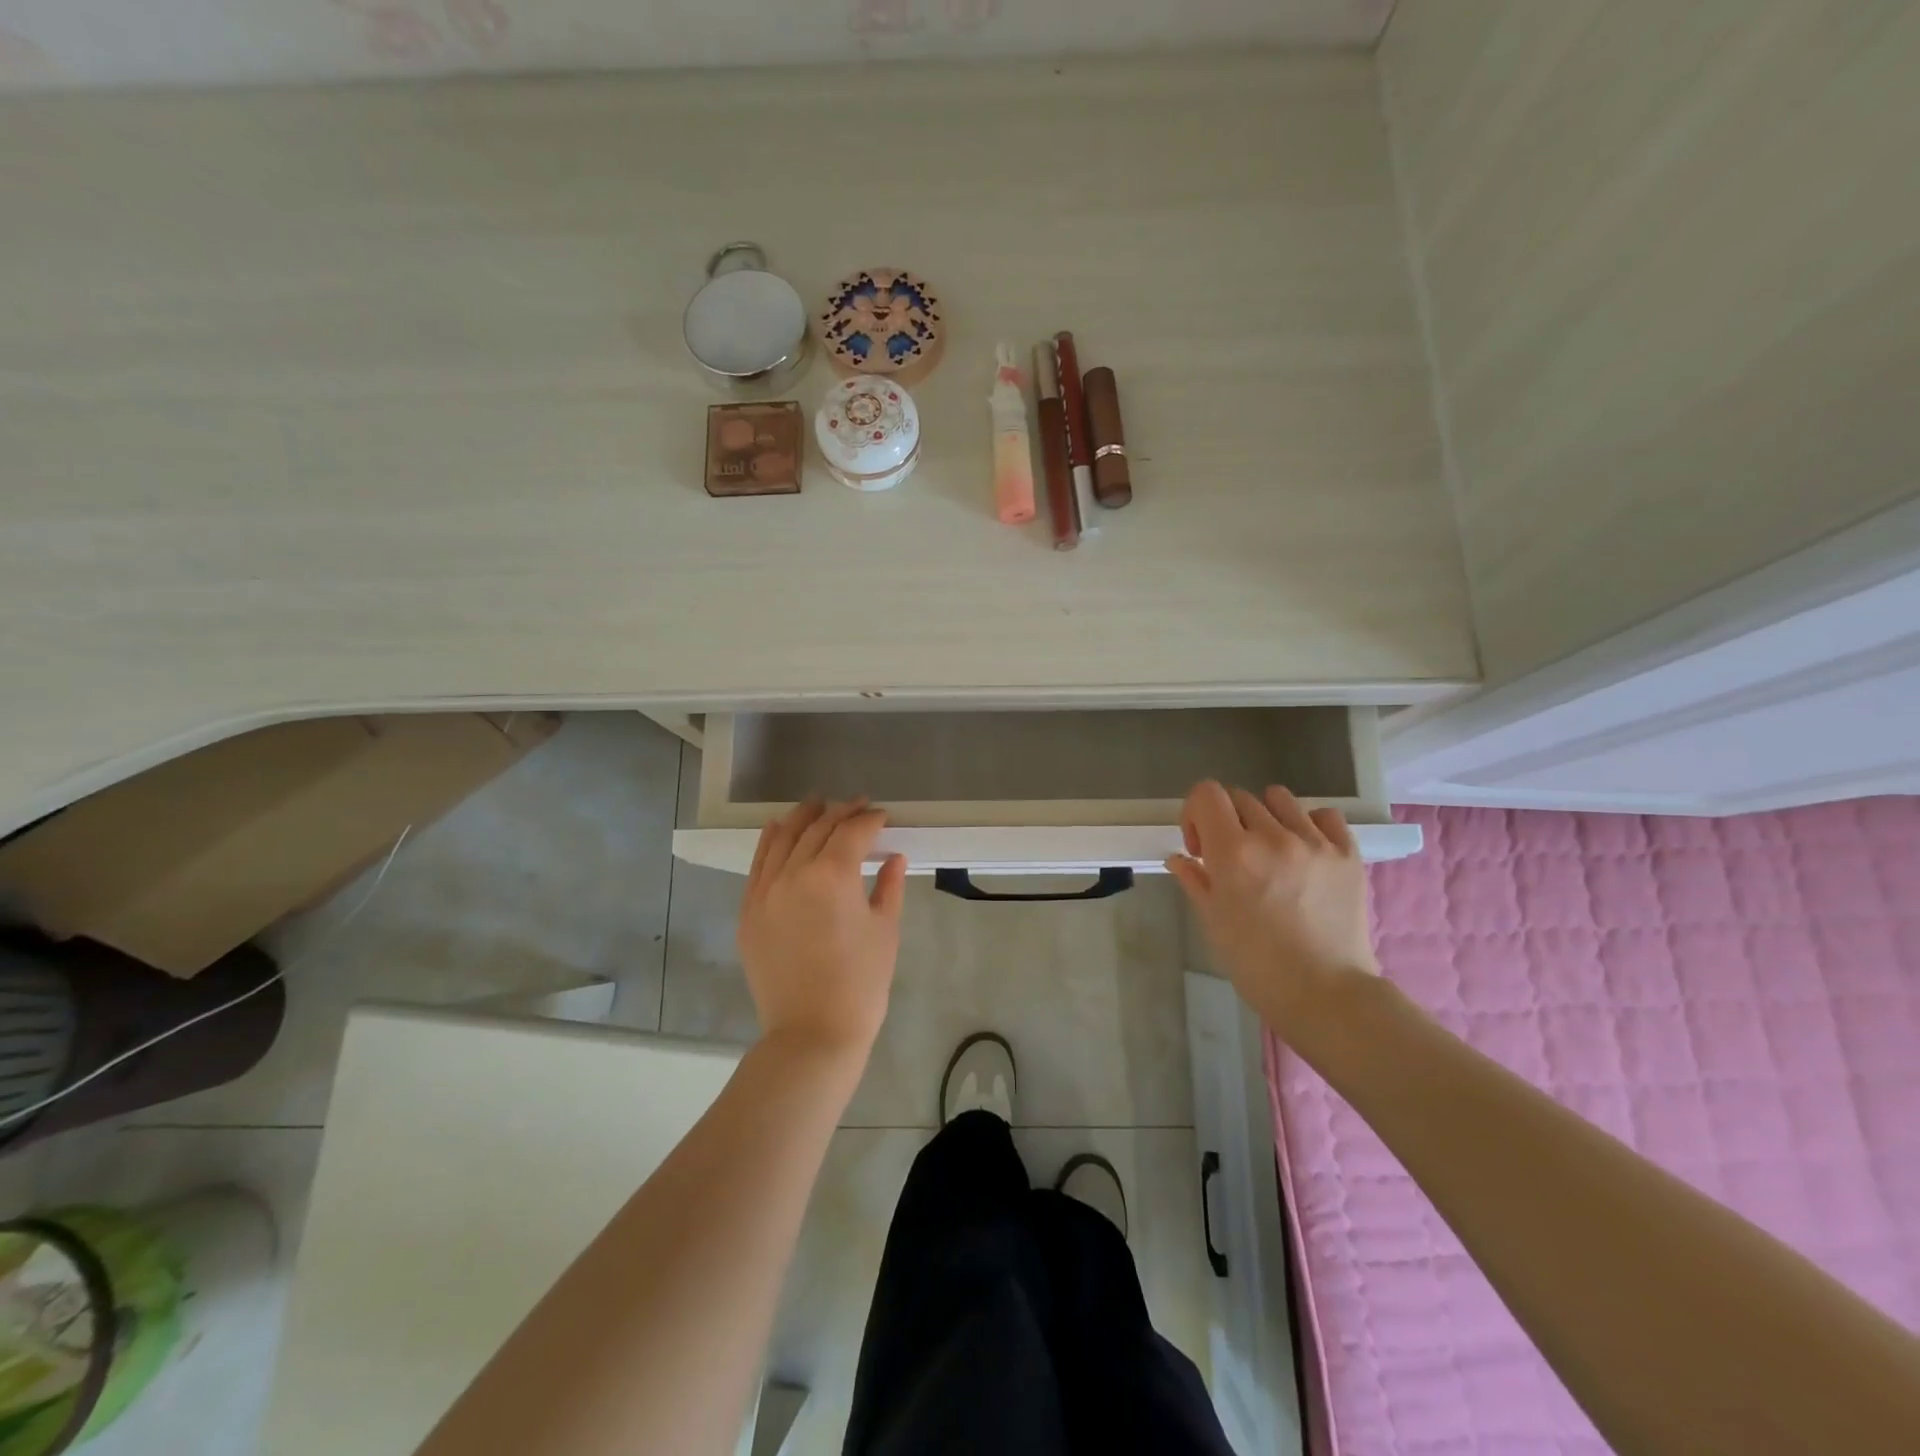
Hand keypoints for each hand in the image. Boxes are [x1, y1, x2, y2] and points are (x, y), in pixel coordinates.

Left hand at [737, 798, 907, 1062]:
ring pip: (782, 839)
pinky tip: (779, 829)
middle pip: (817, 828)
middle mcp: (793, 873)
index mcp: (832, 876)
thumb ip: (889, 886)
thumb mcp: (885, 931)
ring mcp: (765, 892)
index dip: (869, 819)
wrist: (812, 1033)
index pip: (852, 832)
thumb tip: (894, 858)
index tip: (882, 816)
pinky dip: (770, 842)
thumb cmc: (860, 984)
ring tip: (817, 805)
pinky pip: (758, 865)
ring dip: (803, 818)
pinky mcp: (749, 912)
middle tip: (857, 808)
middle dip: (840, 813)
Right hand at [1166, 781, 1377, 1034]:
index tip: (1200, 846)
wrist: (1324, 994)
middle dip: (1227, 822)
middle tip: (1233, 858)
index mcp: (1233, 852)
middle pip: (1239, 798)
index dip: (1195, 812)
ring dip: (1266, 818)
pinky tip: (1305, 851)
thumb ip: (1194, 880)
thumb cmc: (1256, 964)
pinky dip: (1310, 824)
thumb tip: (1180, 858)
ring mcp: (1314, 842)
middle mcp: (1273, 836)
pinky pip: (1325, 815)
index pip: (1206, 793)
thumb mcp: (1212, 921)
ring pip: (1279, 799)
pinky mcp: (1348, 853)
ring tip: (1272, 851)